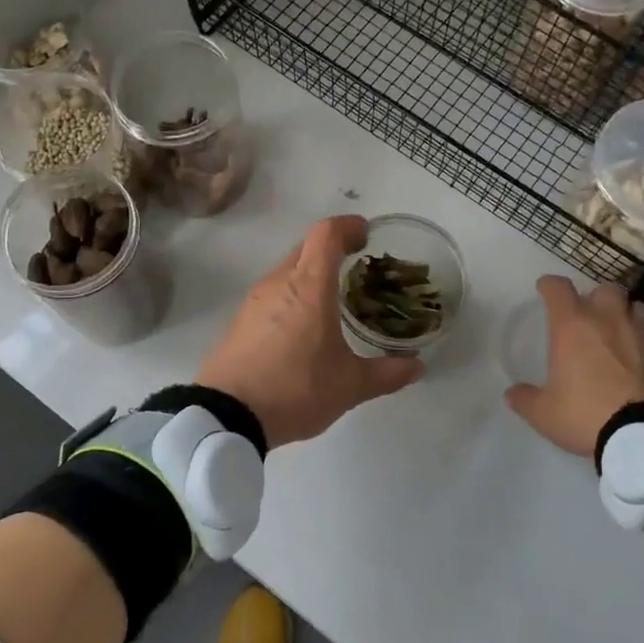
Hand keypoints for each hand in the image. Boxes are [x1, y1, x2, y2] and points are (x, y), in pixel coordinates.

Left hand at [196, 215, 424, 449]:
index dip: (348, 226)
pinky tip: (303, 326)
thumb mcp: (349, 385)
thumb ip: (386, 373)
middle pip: (306, 247)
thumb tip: (417, 366)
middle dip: (332, 250)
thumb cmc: (295, 389)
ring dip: (311, 274)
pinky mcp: (240, 319)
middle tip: (356, 269)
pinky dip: (292, 295)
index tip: (366, 234)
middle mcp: (279, 282)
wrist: (226, 415)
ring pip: (287, 270)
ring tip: (333, 300)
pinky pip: (272, 293)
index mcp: (309, 286)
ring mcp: (255, 300)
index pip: (326, 234)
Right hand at [504, 275, 643, 457]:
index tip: (545, 290)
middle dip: (596, 298)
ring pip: (637, 307)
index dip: (550, 286)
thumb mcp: (545, 414)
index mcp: (572, 326)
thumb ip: (525, 399)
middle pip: (604, 289)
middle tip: (590, 317)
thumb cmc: (587, 415)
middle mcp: (608, 319)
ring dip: (627, 315)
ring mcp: (643, 332)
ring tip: (621, 334)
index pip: (558, 288)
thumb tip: (511, 393)